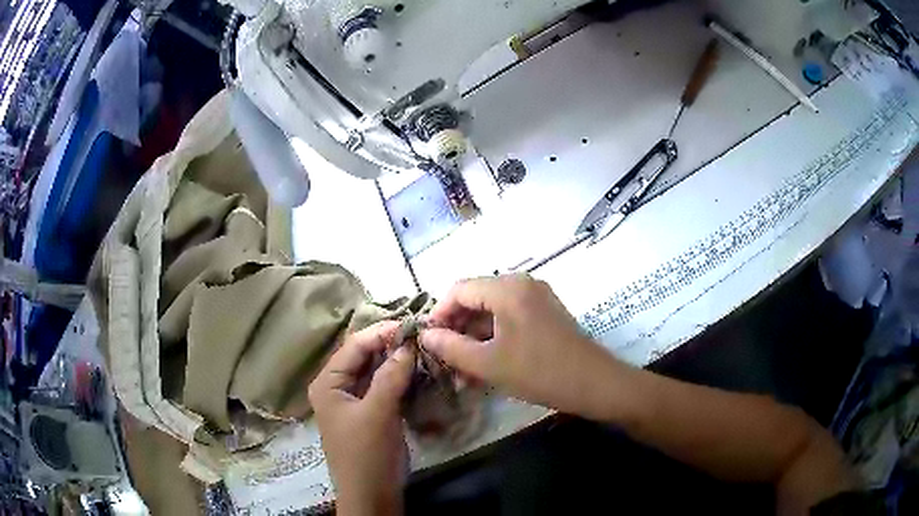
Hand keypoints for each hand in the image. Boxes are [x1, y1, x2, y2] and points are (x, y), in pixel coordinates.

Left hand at [308, 321, 414, 515]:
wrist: (372, 495)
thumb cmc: (367, 453)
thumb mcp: (377, 413)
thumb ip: (391, 376)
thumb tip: (408, 344)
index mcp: (328, 383)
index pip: (354, 346)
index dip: (381, 333)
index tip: (412, 325)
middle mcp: (337, 387)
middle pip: (364, 357)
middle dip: (391, 346)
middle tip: (421, 336)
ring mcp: (355, 401)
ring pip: (376, 372)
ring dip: (397, 362)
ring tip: (423, 349)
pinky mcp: (371, 414)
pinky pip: (384, 388)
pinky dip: (400, 379)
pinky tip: (419, 372)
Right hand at [420, 275, 620, 418]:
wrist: (594, 383)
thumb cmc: (539, 372)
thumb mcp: (488, 363)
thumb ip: (451, 347)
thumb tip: (425, 335)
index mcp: (507, 288)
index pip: (458, 289)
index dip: (439, 313)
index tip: (428, 340)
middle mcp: (522, 283)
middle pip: (475, 298)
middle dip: (456, 328)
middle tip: (443, 358)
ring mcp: (536, 297)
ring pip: (492, 311)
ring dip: (474, 337)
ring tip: (461, 369)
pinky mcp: (545, 312)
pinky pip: (510, 317)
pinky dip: (494, 337)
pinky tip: (484, 363)